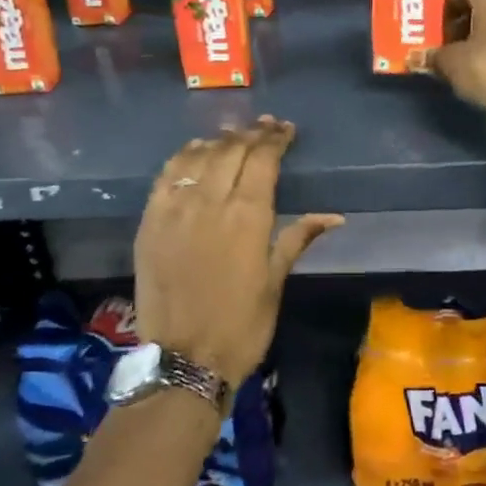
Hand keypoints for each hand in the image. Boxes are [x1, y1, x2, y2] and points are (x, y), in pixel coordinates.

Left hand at [134, 117, 342, 389]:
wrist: (184, 359)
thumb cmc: (241, 325)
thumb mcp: (276, 281)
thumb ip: (298, 237)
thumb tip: (334, 216)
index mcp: (248, 216)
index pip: (263, 160)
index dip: (275, 140)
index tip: (285, 129)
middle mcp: (211, 202)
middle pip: (232, 151)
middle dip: (251, 134)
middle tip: (265, 126)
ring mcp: (176, 209)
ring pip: (199, 157)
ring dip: (219, 141)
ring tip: (233, 134)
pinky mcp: (150, 221)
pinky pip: (167, 175)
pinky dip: (183, 157)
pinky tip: (194, 151)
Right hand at [429, 0, 485, 134]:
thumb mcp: (452, 62)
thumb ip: (432, 56)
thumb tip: (412, 57)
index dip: (442, 12)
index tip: (429, 29)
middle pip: (481, 10)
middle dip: (461, 26)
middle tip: (439, 45)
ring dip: (479, 41)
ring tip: (456, 60)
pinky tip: (481, 71)